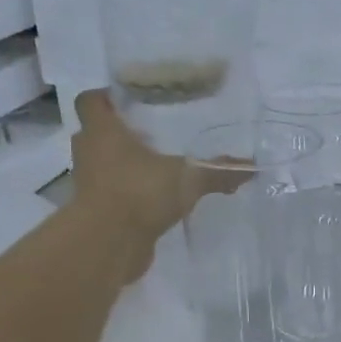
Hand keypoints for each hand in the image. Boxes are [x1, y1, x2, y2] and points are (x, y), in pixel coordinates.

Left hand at [69, 90, 249, 259]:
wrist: (108, 244)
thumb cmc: (140, 193)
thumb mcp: (188, 178)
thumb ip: (218, 172)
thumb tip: (251, 167)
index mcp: (103, 131)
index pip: (90, 101)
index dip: (106, 97)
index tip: (130, 102)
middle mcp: (89, 152)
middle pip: (98, 133)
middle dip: (121, 133)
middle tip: (153, 134)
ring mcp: (89, 184)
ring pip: (104, 165)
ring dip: (125, 166)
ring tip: (158, 168)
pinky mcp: (97, 212)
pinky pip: (112, 194)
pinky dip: (129, 195)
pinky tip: (155, 200)